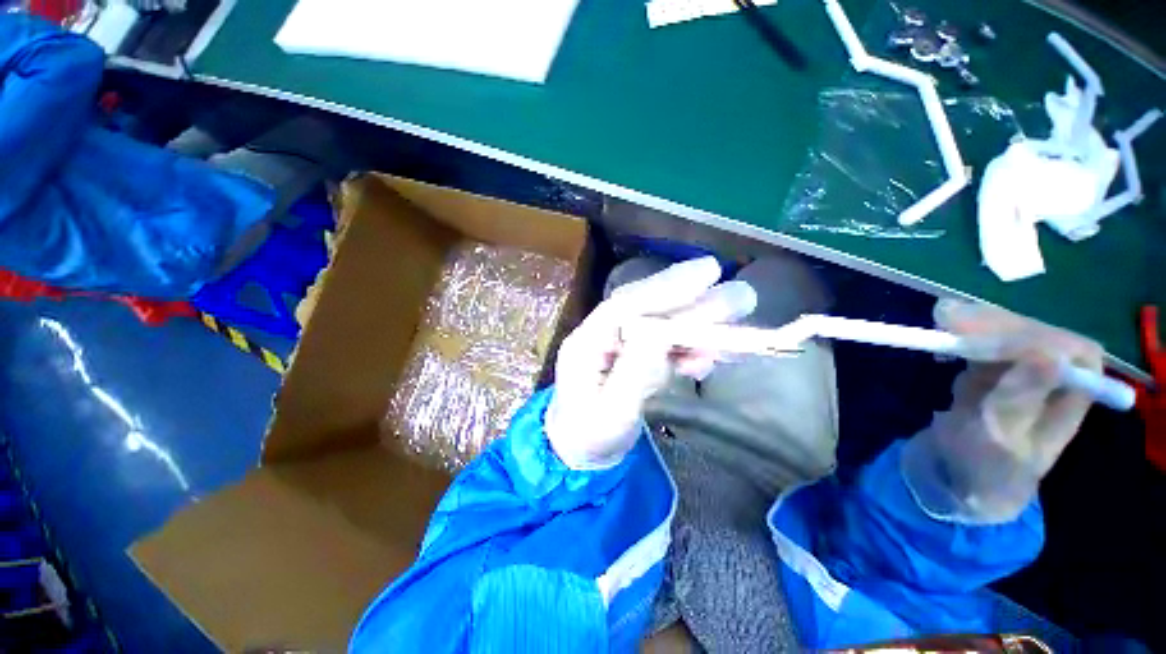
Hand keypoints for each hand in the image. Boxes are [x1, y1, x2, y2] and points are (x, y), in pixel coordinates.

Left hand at [546, 257, 755, 469]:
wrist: (581, 453)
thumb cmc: (590, 437)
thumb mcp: (611, 414)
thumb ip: (635, 375)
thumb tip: (661, 336)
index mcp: (586, 342)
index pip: (626, 305)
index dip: (665, 287)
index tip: (707, 274)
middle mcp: (602, 336)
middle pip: (648, 310)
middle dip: (691, 301)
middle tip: (738, 293)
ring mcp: (619, 347)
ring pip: (660, 326)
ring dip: (697, 324)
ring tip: (734, 322)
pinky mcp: (634, 359)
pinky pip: (664, 347)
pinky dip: (689, 348)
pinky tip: (708, 356)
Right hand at [902, 299, 1103, 522]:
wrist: (958, 479)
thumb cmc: (986, 469)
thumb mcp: (1001, 442)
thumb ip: (1021, 401)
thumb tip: (1046, 355)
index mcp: (1072, 399)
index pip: (1071, 352)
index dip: (1032, 335)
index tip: (982, 332)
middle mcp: (1054, 379)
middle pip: (1037, 335)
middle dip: (995, 324)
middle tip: (945, 316)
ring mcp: (1023, 373)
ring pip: (1010, 335)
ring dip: (977, 325)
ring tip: (941, 319)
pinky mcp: (993, 372)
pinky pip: (986, 345)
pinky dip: (964, 336)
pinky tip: (942, 342)